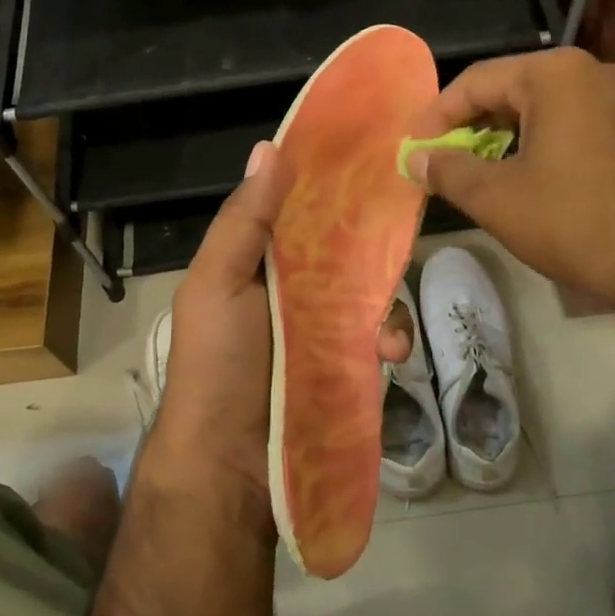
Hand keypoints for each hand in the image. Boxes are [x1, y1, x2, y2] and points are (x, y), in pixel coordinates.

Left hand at [146, 141, 412, 517]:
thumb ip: (243, 221)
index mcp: (258, 260)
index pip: (301, 209)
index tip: (371, 156)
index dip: (331, 185)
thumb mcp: (216, 283)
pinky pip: (382, 334)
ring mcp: (323, 325)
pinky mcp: (349, 361)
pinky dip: (392, 337)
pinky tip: (390, 354)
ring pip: (371, 289)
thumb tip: (269, 148)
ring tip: (384, 330)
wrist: (231, 467)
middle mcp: (293, 286)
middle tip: (398, 243)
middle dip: (373, 244)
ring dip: (387, 299)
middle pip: (345, 247)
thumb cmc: (217, 363)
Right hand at [405, 49, 614, 315]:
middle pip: (520, 90)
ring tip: (498, 171)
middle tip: (452, 158)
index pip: (477, 80)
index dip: (438, 114)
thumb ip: (448, 170)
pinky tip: (556, 183)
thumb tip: (415, 158)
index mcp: (557, 75)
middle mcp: (601, 73)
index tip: (416, 145)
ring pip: (560, 109)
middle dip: (479, 124)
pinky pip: (595, 129)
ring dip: (520, 135)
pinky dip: (562, 146)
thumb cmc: (574, 222)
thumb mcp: (497, 199)